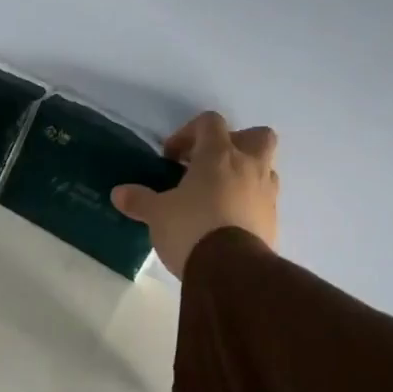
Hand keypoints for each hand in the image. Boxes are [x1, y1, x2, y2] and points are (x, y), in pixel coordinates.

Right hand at [111, 113, 278, 276]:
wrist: (231, 269)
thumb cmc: (191, 228)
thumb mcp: (157, 214)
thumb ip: (139, 200)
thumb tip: (119, 193)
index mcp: (218, 155)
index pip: (210, 122)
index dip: (189, 132)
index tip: (172, 157)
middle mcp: (249, 166)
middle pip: (257, 135)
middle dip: (235, 143)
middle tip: (210, 163)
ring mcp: (266, 193)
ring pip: (264, 168)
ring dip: (244, 173)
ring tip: (218, 194)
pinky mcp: (273, 220)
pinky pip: (263, 200)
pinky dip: (248, 202)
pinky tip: (226, 220)